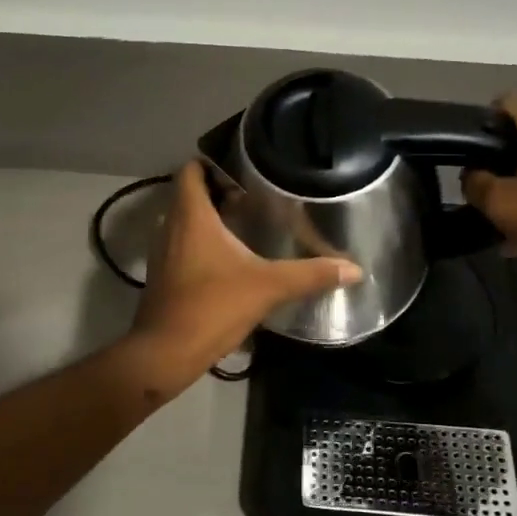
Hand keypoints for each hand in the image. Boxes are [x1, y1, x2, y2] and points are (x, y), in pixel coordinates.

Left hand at [130, 161, 361, 378]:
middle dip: (218, 190)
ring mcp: (162, 252)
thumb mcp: (267, 287)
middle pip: (189, 194)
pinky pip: (181, 244)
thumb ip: (310, 274)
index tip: (244, 169)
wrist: (166, 352)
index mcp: (190, 215)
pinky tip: (229, 259)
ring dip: (209, 218)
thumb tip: (354, 269)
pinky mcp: (163, 275)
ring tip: (246, 223)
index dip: (212, 163)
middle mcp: (170, 226)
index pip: (190, 170)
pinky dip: (201, 242)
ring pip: (184, 220)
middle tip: (255, 196)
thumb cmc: (212, 306)